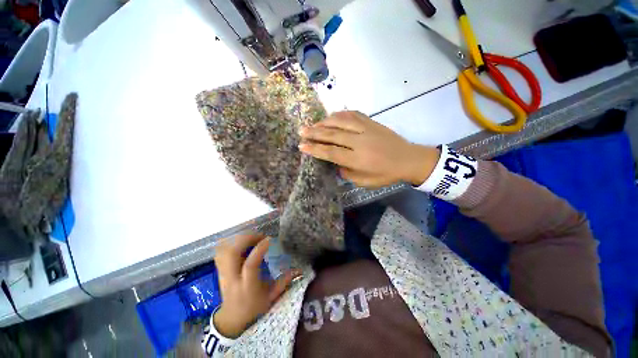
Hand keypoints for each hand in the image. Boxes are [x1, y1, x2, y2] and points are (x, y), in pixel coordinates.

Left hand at [213, 233, 301, 337]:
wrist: (232, 319)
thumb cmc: (254, 308)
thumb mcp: (271, 298)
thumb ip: (283, 282)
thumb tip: (298, 269)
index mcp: (247, 287)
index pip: (250, 266)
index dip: (259, 250)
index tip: (269, 239)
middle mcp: (233, 279)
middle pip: (232, 253)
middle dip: (246, 239)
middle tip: (260, 236)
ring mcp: (223, 274)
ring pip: (224, 250)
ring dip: (239, 239)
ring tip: (252, 238)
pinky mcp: (220, 270)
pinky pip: (221, 251)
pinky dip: (231, 242)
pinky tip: (242, 242)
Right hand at [299, 111, 439, 187]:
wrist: (408, 159)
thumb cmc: (386, 174)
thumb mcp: (364, 182)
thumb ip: (347, 173)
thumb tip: (335, 163)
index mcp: (358, 159)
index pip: (331, 152)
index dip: (315, 149)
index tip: (302, 146)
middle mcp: (360, 142)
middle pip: (333, 134)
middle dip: (315, 133)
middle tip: (301, 131)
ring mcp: (366, 129)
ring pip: (341, 121)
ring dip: (324, 122)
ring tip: (313, 124)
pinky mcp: (372, 122)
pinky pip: (352, 114)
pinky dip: (339, 114)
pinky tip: (332, 116)